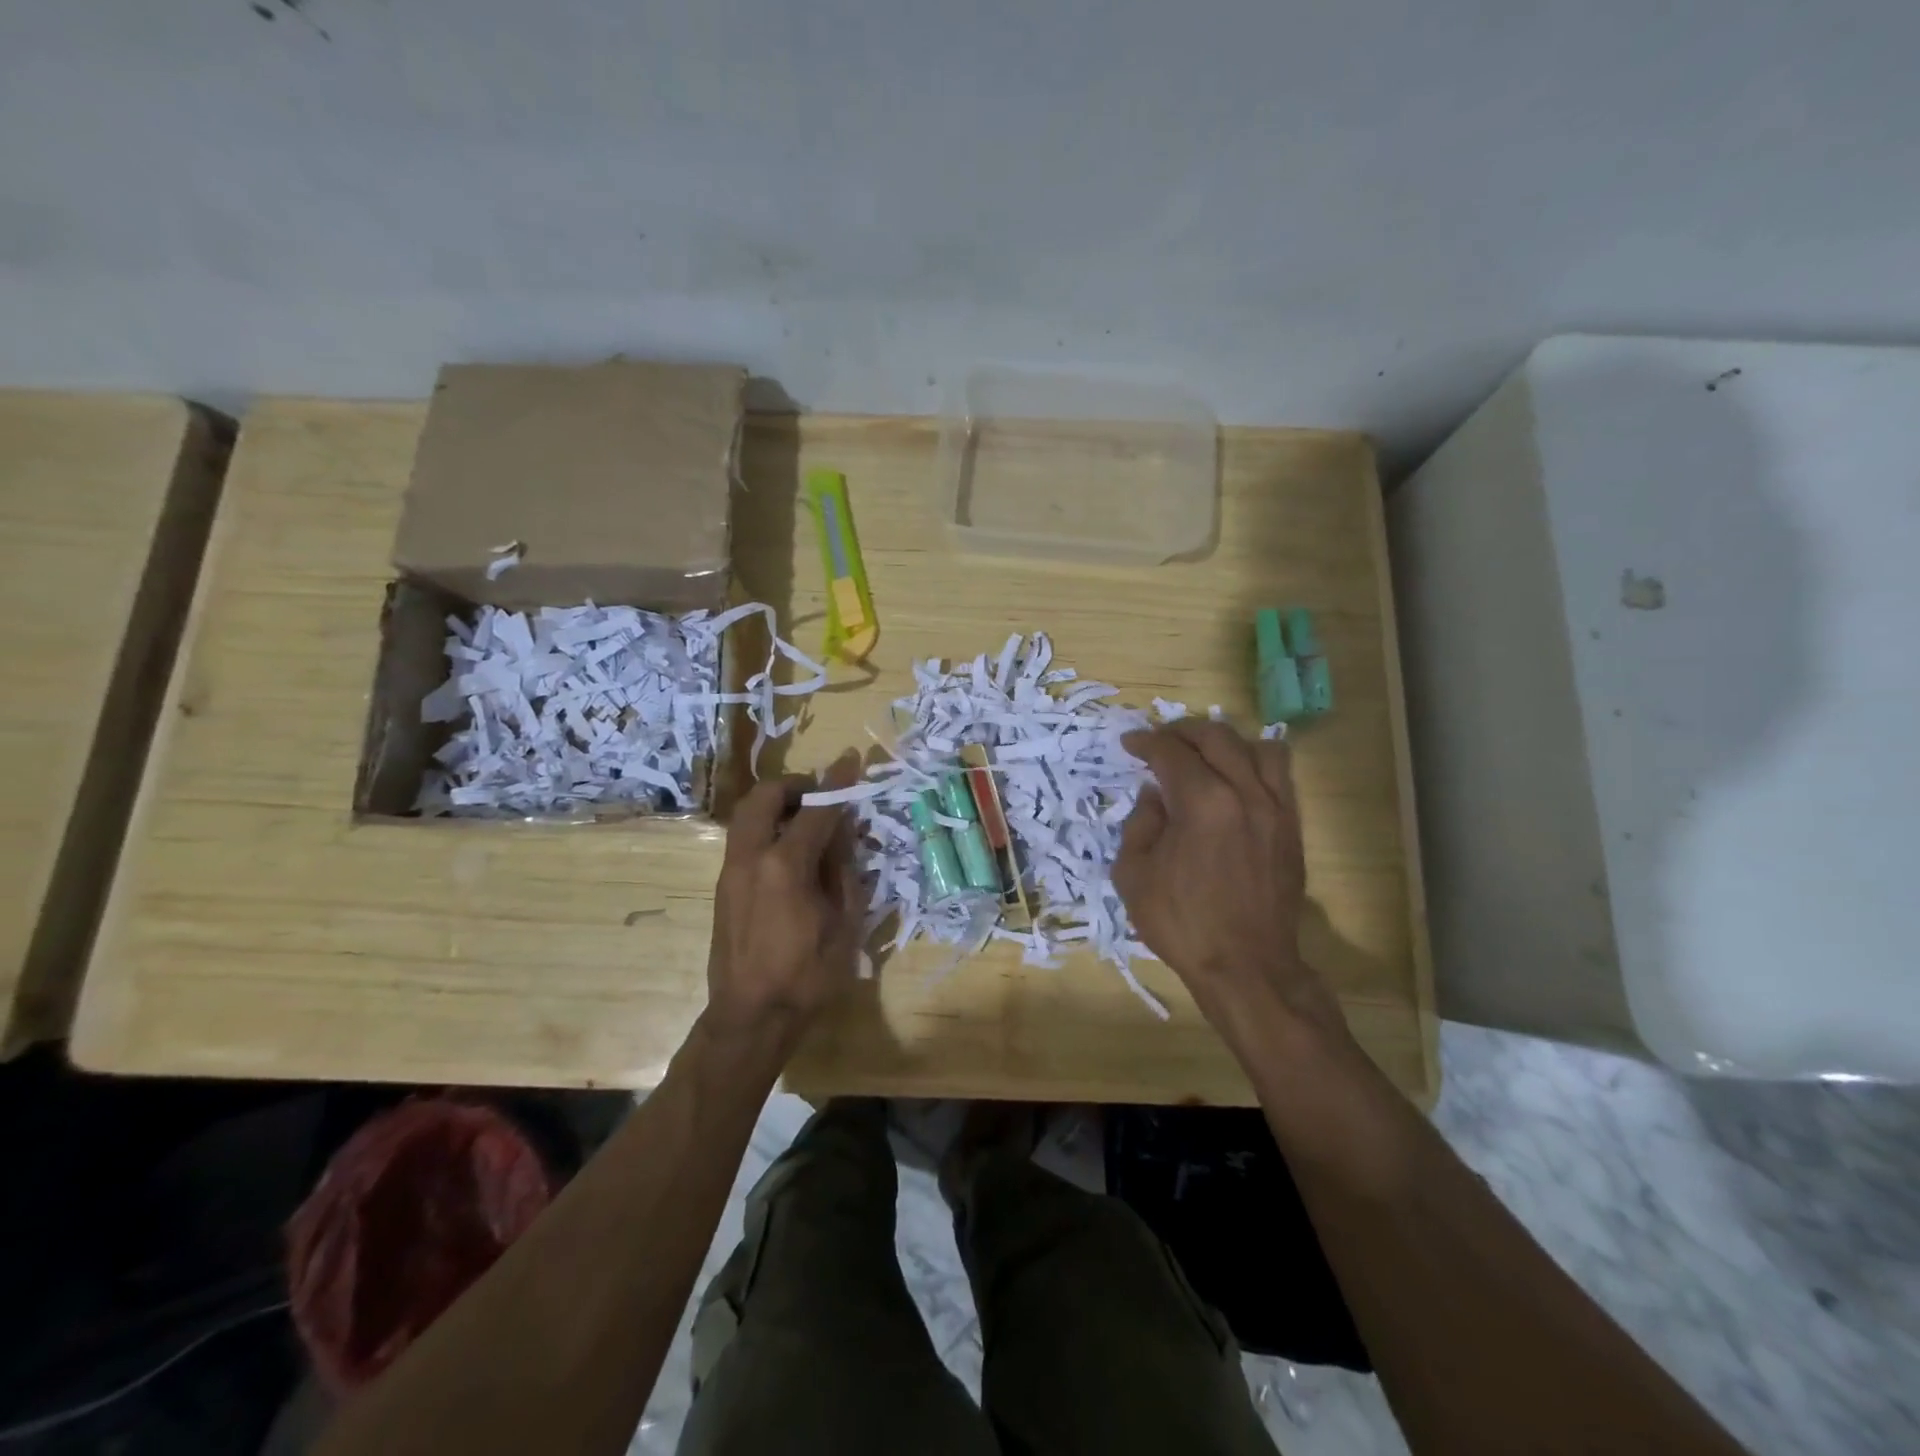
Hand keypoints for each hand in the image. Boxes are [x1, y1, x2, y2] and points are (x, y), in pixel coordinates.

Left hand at [704, 751, 864, 1048]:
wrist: (750, 1017)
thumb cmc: (808, 976)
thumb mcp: (844, 922)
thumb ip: (844, 869)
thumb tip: (843, 832)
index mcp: (786, 866)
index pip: (816, 810)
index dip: (838, 784)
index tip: (851, 760)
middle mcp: (751, 858)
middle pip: (765, 796)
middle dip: (795, 786)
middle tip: (822, 796)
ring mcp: (731, 871)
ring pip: (747, 814)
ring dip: (777, 804)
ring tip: (806, 820)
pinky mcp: (723, 886)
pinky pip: (744, 838)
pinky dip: (767, 827)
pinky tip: (790, 851)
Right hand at [1114, 722, 1344, 1040]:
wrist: (1246, 967)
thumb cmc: (1182, 924)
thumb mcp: (1134, 875)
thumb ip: (1140, 823)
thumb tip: (1155, 795)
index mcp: (1202, 803)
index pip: (1171, 752)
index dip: (1146, 742)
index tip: (1130, 744)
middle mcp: (1245, 793)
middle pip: (1216, 737)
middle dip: (1182, 732)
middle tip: (1161, 743)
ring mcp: (1276, 809)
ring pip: (1258, 747)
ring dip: (1225, 743)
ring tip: (1205, 756)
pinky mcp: (1292, 827)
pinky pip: (1281, 776)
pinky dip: (1255, 764)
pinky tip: (1235, 780)